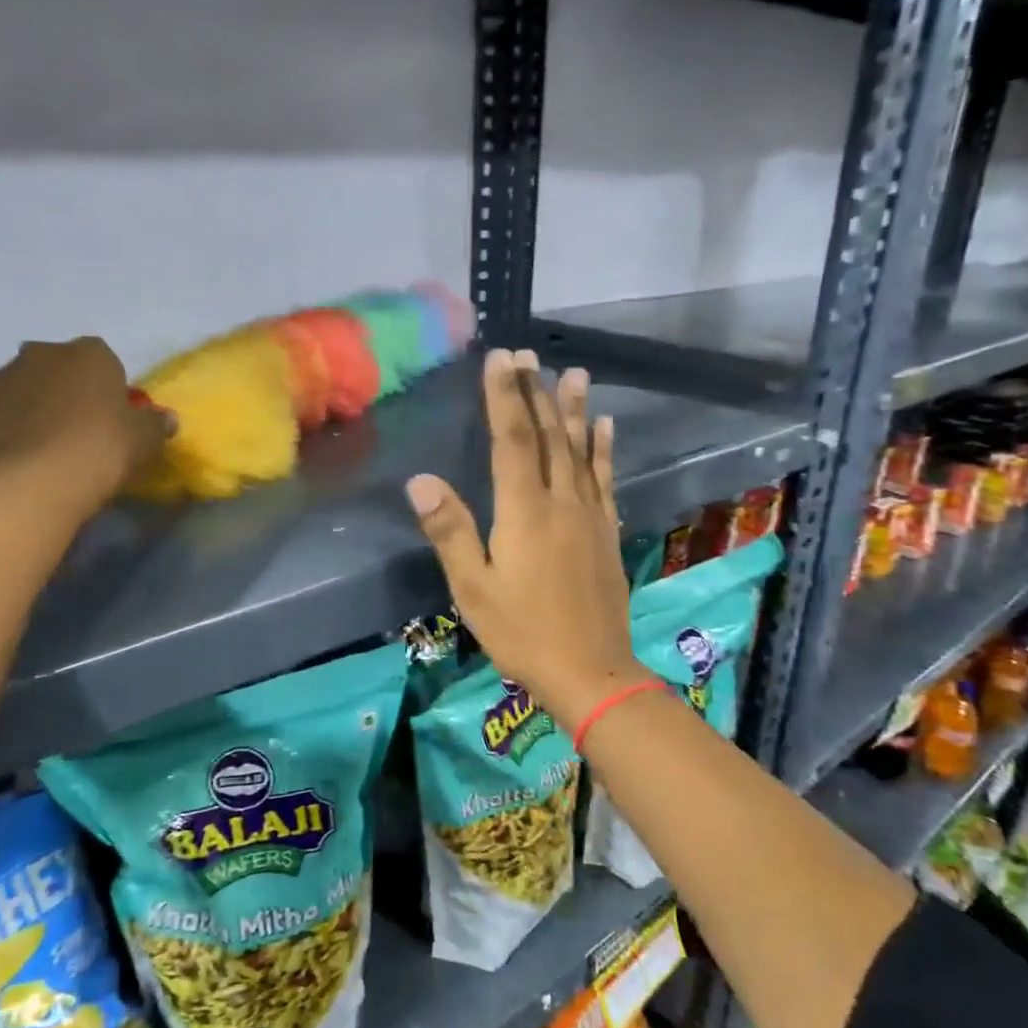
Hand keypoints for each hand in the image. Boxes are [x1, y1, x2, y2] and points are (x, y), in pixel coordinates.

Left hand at [0, 338, 171, 520]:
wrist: (25, 484)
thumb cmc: (97, 453)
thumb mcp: (144, 442)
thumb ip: (155, 424)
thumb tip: (166, 418)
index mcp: (88, 355)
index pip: (103, 359)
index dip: (107, 388)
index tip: (111, 419)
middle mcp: (39, 354)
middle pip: (56, 369)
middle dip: (64, 392)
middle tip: (76, 434)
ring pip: (18, 389)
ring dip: (29, 410)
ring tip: (40, 453)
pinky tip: (10, 460)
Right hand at [406, 348, 652, 727]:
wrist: (591, 672)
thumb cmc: (523, 632)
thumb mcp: (474, 588)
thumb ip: (450, 531)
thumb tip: (420, 480)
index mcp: (524, 511)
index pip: (512, 440)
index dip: (504, 396)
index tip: (500, 358)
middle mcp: (561, 502)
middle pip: (549, 436)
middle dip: (536, 392)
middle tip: (529, 355)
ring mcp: (590, 516)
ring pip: (581, 451)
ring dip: (576, 410)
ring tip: (576, 374)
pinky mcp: (607, 533)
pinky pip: (604, 480)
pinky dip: (604, 450)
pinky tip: (606, 428)